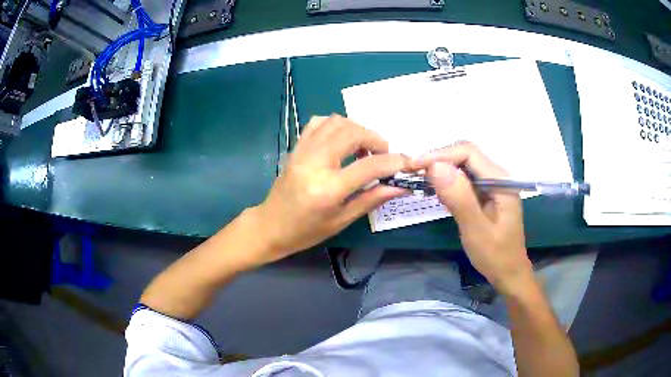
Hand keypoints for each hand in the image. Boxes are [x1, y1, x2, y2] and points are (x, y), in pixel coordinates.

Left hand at [253, 115, 408, 262]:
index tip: (408, 162)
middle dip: (375, 139)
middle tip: (383, 154)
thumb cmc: (306, 231)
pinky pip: (318, 122)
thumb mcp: (342, 220)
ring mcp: (303, 151)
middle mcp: (315, 163)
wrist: (270, 226)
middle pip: (353, 133)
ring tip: (363, 148)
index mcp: (328, 189)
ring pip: (337, 122)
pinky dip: (336, 125)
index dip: (394, 162)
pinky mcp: (296, 147)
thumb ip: (371, 199)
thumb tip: (400, 186)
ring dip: (357, 129)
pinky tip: (342, 140)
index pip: (369, 166)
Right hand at [410, 142, 533, 294]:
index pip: (468, 153)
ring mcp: (492, 184)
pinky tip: (437, 190)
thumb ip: (459, 198)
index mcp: (500, 181)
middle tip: (414, 173)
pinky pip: (465, 178)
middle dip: (439, 160)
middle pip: (466, 155)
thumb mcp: (476, 230)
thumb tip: (435, 166)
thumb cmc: (495, 255)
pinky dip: (448, 181)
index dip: (440, 155)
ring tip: (420, 179)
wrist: (509, 273)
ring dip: (442, 169)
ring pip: (464, 165)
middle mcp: (497, 176)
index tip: (415, 167)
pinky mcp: (486, 193)